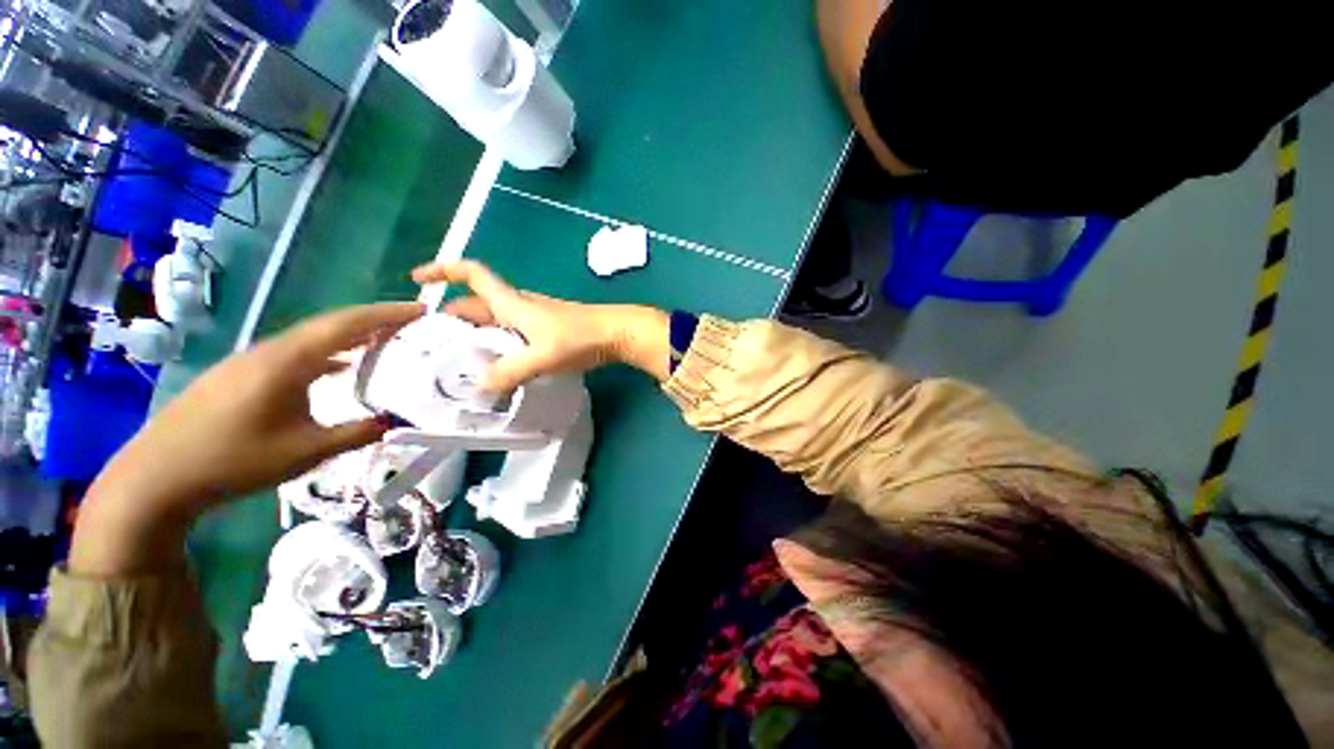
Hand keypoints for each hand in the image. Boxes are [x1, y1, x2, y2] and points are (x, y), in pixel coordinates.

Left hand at [71, 302, 424, 576]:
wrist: (156, 478)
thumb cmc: (234, 462)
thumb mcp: (305, 452)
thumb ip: (357, 434)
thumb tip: (397, 423)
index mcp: (288, 362)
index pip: (347, 325)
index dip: (387, 315)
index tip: (421, 311)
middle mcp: (269, 351)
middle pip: (329, 324)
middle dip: (373, 320)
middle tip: (410, 324)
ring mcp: (249, 361)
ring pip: (310, 337)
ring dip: (349, 335)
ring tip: (382, 341)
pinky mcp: (238, 375)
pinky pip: (293, 353)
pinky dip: (324, 353)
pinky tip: (335, 368)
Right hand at [413, 261, 670, 391]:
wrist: (618, 333)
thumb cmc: (580, 337)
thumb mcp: (542, 356)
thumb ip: (509, 372)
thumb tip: (478, 387)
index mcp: (511, 302)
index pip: (473, 274)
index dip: (443, 270)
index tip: (417, 279)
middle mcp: (520, 305)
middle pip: (478, 303)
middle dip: (454, 318)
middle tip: (436, 346)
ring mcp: (536, 318)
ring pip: (497, 321)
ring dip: (477, 335)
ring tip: (463, 362)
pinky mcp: (549, 331)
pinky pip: (514, 334)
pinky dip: (500, 345)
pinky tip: (501, 366)